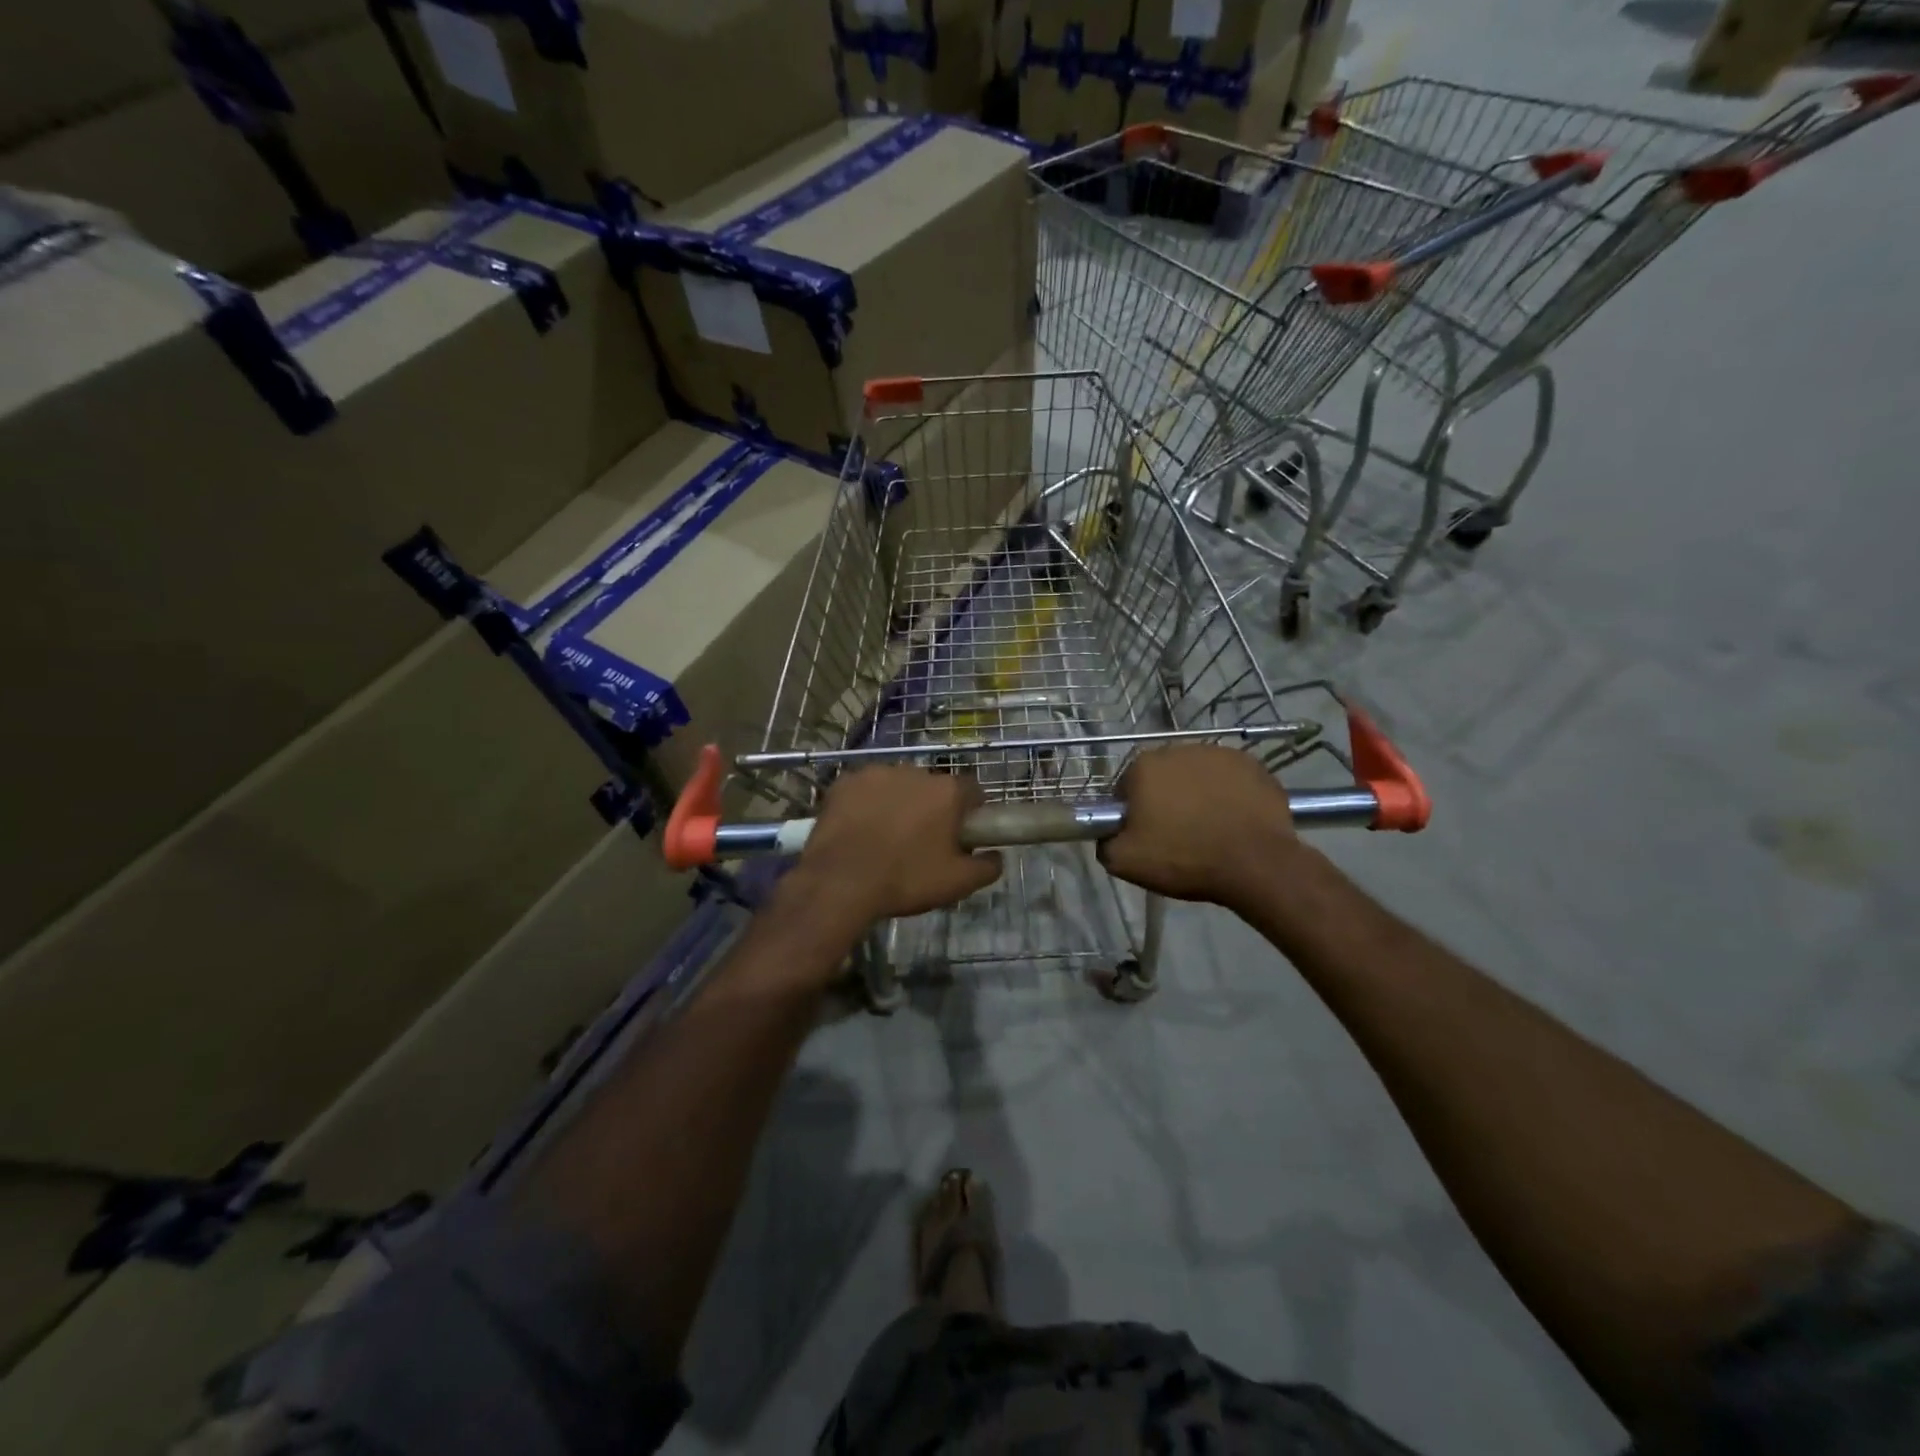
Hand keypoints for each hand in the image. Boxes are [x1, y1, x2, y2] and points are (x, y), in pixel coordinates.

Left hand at [792, 767, 1002, 925]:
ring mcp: (876, 773)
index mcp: (947, 791)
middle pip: (933, 787)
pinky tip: (859, 830)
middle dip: (932, 808)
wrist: (840, 882)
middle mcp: (915, 771)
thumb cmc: (906, 879)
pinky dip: (866, 804)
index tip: (963, 834)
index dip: (971, 813)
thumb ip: (988, 866)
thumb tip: (997, 856)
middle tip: (923, 841)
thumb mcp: (957, 883)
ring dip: (898, 803)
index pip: (972, 791)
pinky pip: (865, 790)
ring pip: (897, 786)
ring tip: (886, 837)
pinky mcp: (845, 782)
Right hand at [1098, 745, 1298, 908]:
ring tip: (1209, 828)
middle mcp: (1179, 749)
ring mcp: (1219, 753)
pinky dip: (1229, 795)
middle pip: (1163, 776)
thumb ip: (1105, 842)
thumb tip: (1109, 833)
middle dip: (1165, 798)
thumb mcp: (1125, 862)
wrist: (1256, 863)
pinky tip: (1234, 821)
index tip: (1145, 835)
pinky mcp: (1252, 765)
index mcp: (1144, 766)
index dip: (1133, 812)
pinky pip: (1230, 779)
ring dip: (1198, 794)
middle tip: (1177, 833)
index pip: (1126, 787)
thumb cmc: (1185, 858)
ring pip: (1197, 775)